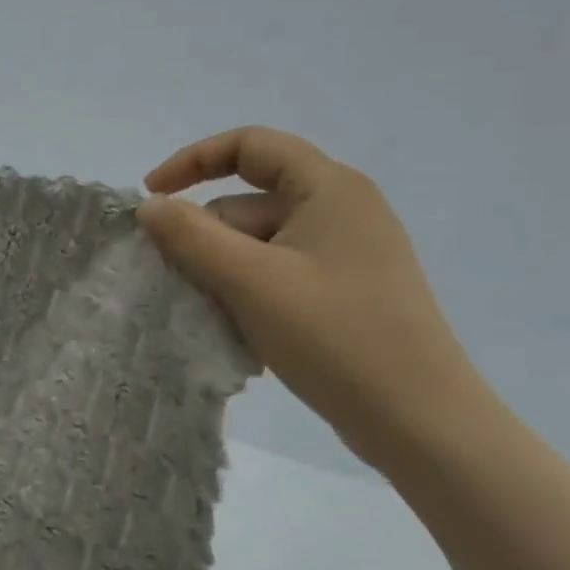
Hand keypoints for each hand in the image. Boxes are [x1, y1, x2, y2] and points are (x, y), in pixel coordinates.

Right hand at [136, 126, 484, 467]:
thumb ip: (190, 235)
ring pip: (256, 243)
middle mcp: (341, 211)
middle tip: (183, 279)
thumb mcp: (249, 280)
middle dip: (207, 236)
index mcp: (330, 189)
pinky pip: (275, 273)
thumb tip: (148, 206)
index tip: (152, 196)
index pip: (249, 145)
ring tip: (215, 313)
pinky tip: (241, 328)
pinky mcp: (343, 292)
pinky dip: (247, 291)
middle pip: (247, 202)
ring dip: (223, 270)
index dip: (192, 160)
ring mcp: (344, 254)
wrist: (421, 425)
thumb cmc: (335, 337)